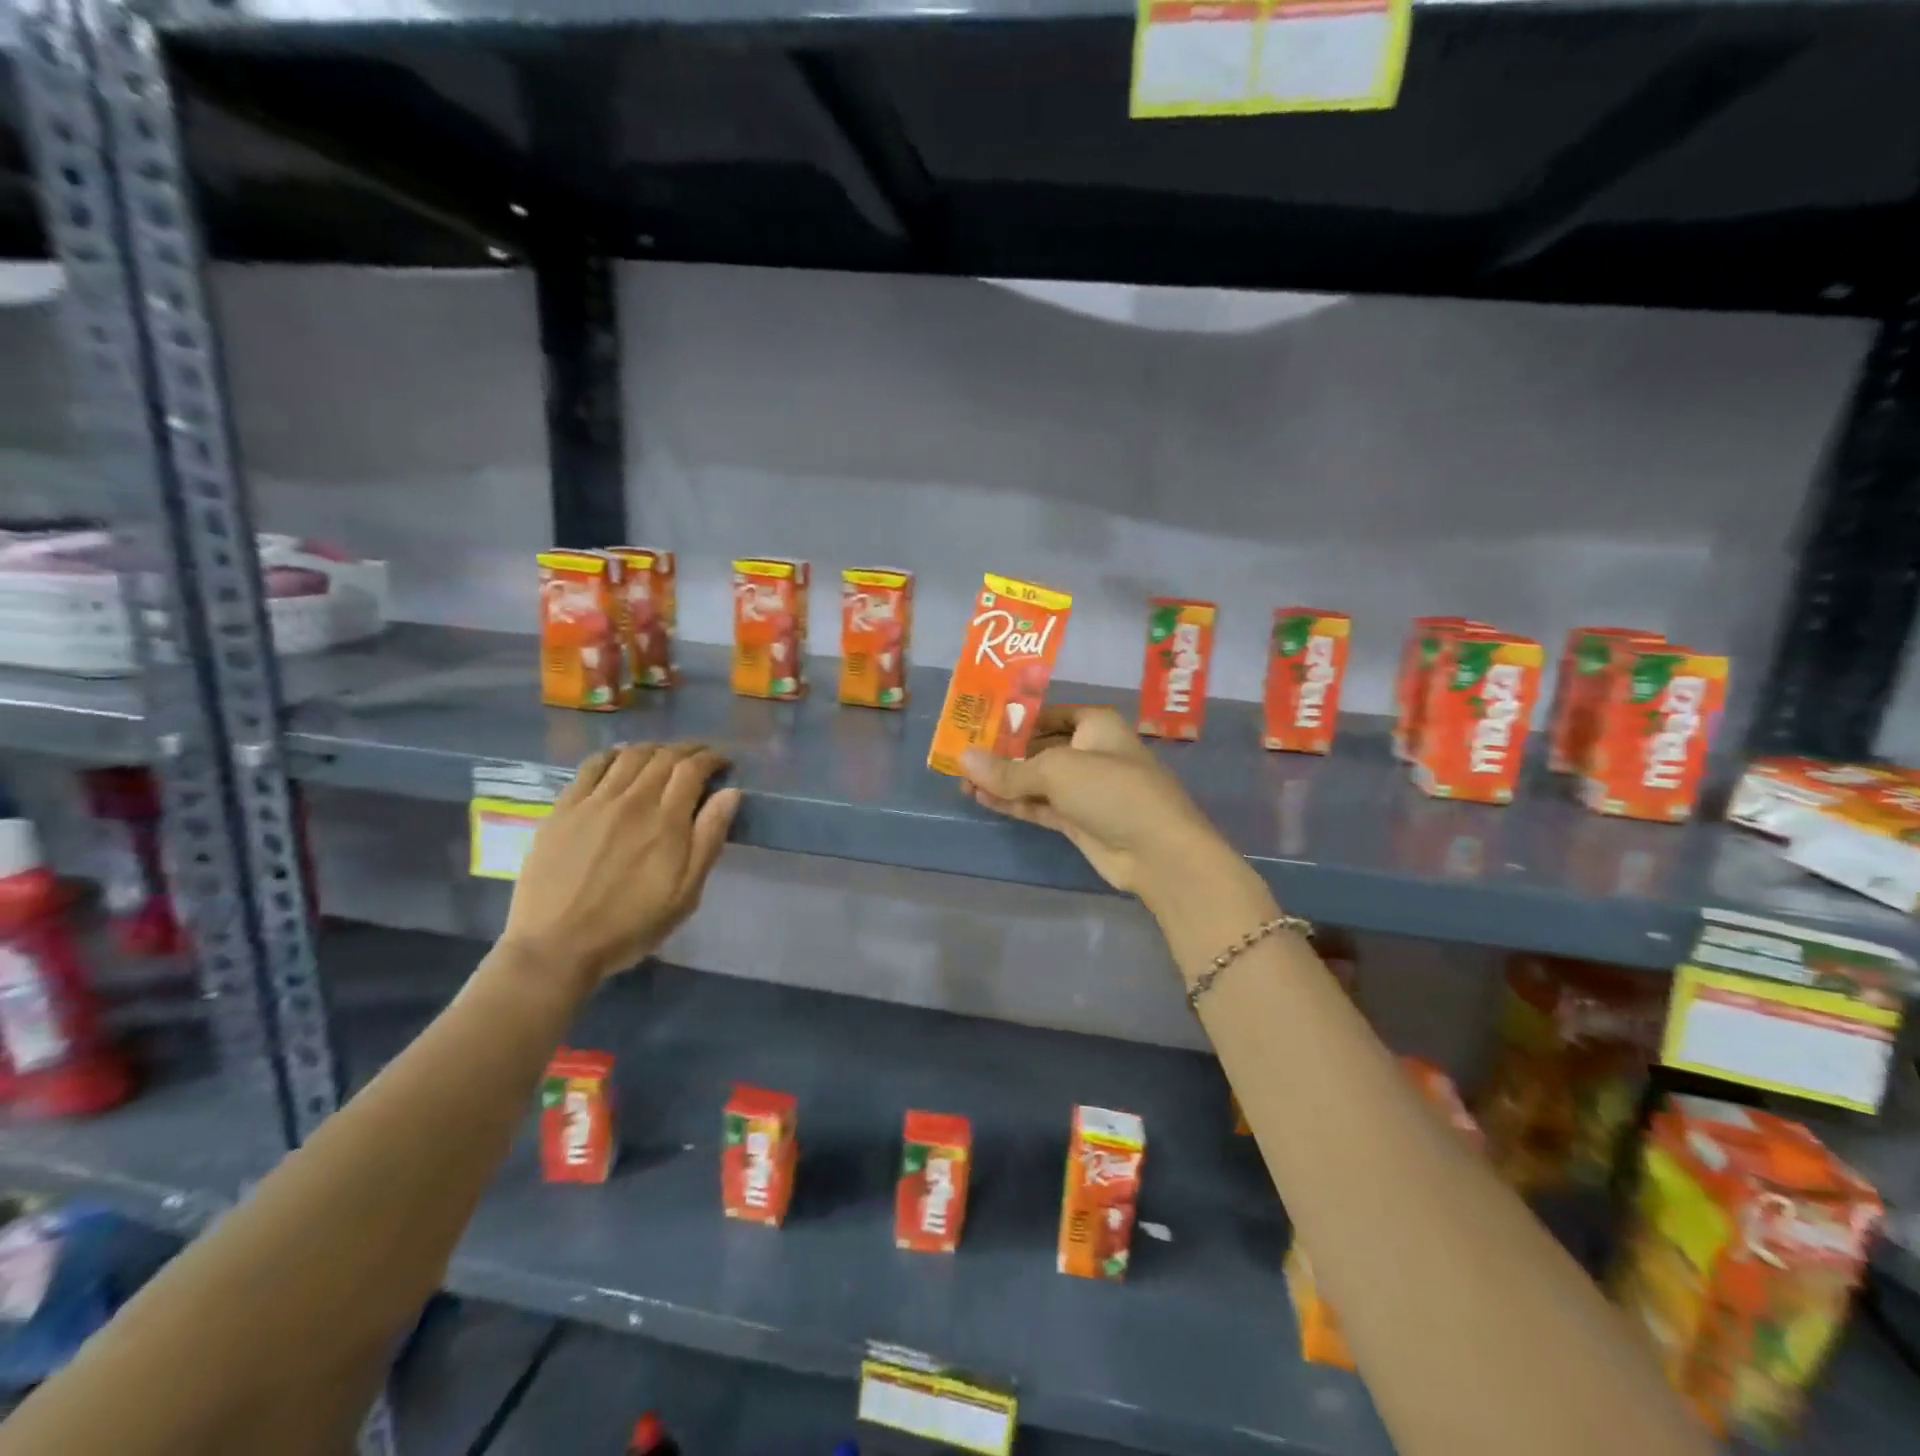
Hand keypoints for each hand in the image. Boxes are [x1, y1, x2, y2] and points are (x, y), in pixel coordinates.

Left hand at [500, 743, 740, 987]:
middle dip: (687, 750)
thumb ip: (709, 839)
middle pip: (663, 756)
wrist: (557, 946)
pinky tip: (620, 760)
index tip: (723, 763)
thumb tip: (730, 793)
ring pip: (629, 755)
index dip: (711, 758)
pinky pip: (591, 765)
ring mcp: (594, 801)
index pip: (692, 769)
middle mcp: (632, 800)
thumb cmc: (631, 925)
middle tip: (699, 759)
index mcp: (666, 821)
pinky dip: (613, 754)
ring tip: (663, 758)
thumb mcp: (686, 893)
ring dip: (653, 749)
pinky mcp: (563, 808)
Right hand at [958, 706, 1223, 900]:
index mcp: (1095, 725)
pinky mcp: (1078, 820)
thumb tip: (962, 760)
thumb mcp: (1055, 771)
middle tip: (962, 756)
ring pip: (1036, 779)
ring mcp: (1084, 789)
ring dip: (1003, 780)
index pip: (1048, 714)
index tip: (978, 723)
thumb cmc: (1111, 789)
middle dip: (1003, 753)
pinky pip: (1039, 805)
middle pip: (1039, 747)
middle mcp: (1090, 751)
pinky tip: (982, 798)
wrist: (1157, 851)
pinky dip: (1013, 802)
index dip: (1015, 718)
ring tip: (962, 781)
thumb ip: (1007, 769)